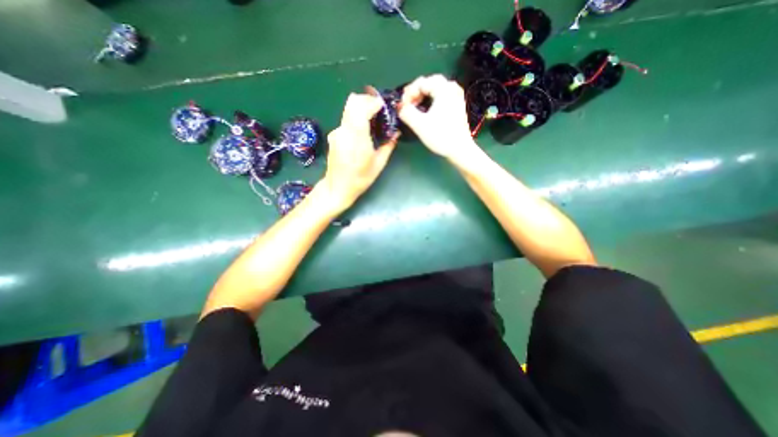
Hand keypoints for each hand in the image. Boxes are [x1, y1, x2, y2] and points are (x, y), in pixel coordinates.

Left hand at [320, 92, 396, 213]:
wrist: (337, 187)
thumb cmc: (360, 179)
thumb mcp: (379, 164)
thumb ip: (388, 146)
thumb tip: (396, 133)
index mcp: (357, 137)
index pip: (362, 107)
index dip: (374, 102)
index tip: (383, 106)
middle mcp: (344, 130)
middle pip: (352, 102)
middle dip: (367, 100)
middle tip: (378, 109)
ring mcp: (337, 132)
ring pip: (348, 109)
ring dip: (361, 108)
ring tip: (372, 119)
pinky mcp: (333, 135)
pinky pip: (346, 120)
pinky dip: (355, 118)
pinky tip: (362, 131)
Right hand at [402, 74, 480, 162]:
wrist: (460, 150)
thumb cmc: (440, 136)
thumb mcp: (419, 124)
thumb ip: (406, 112)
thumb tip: (399, 107)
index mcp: (444, 89)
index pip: (421, 82)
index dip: (408, 93)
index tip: (402, 106)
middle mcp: (452, 88)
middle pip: (429, 83)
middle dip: (415, 93)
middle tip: (407, 105)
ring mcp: (456, 96)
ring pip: (435, 90)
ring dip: (422, 97)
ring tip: (414, 108)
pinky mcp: (457, 105)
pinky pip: (441, 97)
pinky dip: (431, 101)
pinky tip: (426, 111)